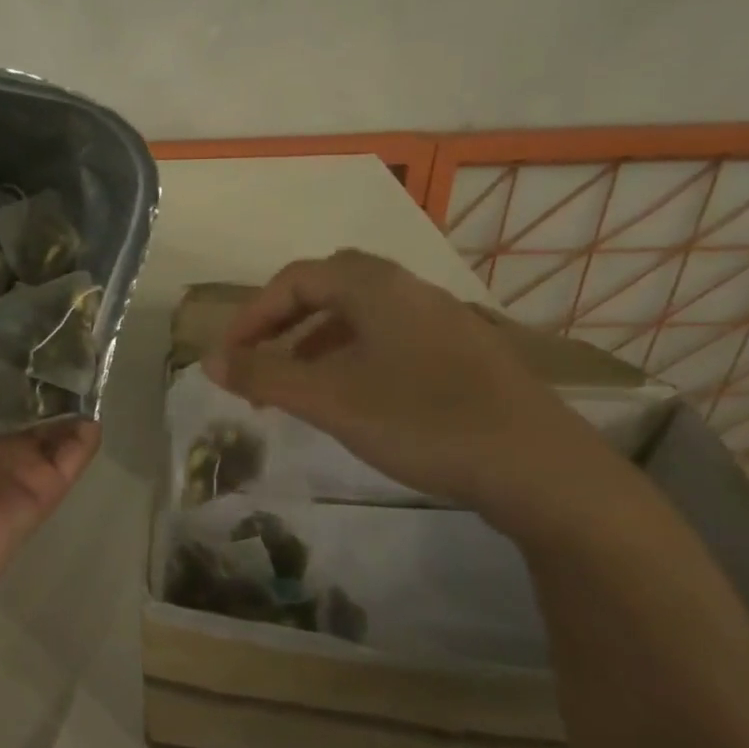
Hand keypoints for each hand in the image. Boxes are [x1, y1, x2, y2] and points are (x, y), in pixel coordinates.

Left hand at [0, 260, 100, 621]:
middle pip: (8, 365)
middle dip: (24, 329)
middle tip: (47, 276)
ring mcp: (14, 450)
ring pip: (49, 399)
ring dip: (66, 367)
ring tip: (86, 317)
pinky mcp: (45, 479)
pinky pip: (77, 443)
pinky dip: (90, 417)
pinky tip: (99, 378)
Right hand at [203, 249, 611, 515]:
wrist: (540, 469)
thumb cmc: (422, 421)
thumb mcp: (330, 400)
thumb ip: (264, 377)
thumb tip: (208, 360)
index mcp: (376, 287)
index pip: (296, 278)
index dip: (253, 313)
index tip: (229, 356)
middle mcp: (411, 290)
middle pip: (330, 286)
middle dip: (285, 321)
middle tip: (262, 361)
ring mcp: (445, 320)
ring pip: (363, 314)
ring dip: (318, 340)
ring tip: (299, 385)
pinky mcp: (466, 353)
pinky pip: (392, 337)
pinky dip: (356, 355)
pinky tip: (356, 397)